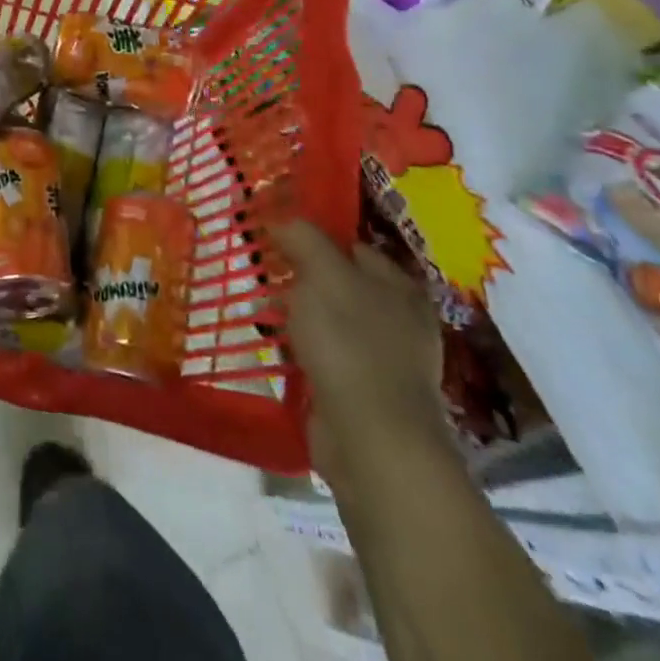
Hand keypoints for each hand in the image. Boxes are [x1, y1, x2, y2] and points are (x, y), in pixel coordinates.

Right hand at [269, 218, 448, 490]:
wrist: (371, 440)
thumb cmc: (350, 343)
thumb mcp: (322, 274)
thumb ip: (303, 239)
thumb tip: (282, 220)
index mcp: (399, 286)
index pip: (351, 245)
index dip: (313, 236)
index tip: (274, 236)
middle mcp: (398, 319)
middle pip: (339, 282)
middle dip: (300, 277)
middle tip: (263, 271)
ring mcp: (382, 360)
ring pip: (329, 320)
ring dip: (297, 314)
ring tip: (261, 309)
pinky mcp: (362, 394)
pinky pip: (325, 356)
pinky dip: (301, 350)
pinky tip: (276, 347)